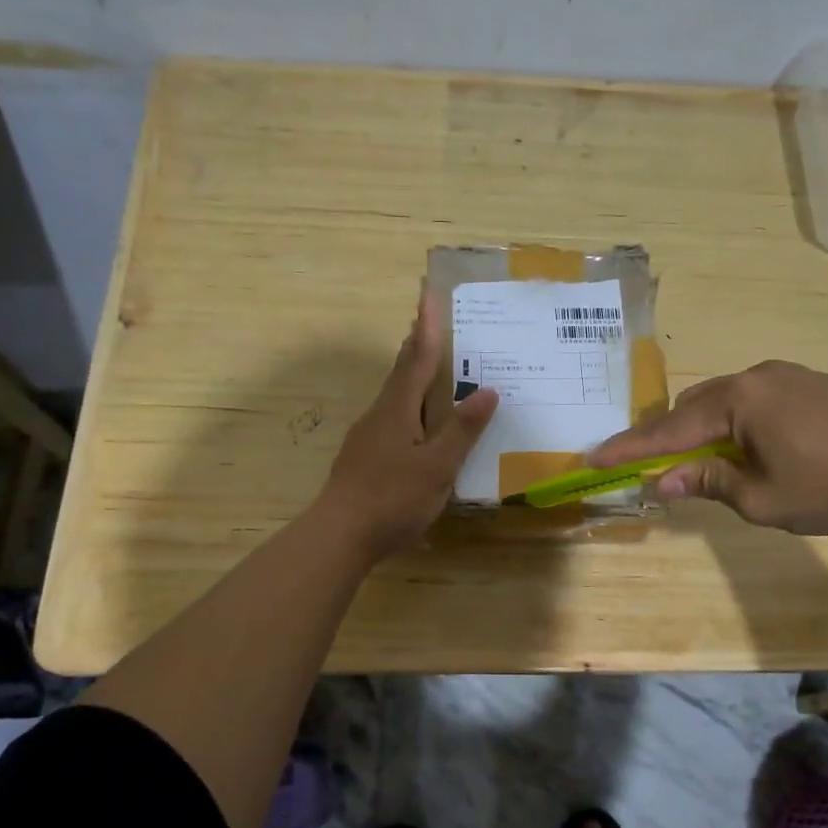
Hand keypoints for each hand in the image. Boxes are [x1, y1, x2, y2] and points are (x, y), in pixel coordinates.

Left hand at [316, 296, 499, 560]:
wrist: (339, 535)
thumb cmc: (392, 498)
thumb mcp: (438, 466)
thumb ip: (462, 430)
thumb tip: (488, 390)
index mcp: (398, 408)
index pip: (417, 356)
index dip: (427, 326)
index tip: (429, 293)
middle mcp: (380, 414)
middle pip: (401, 370)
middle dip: (417, 343)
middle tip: (431, 320)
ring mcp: (368, 435)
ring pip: (396, 395)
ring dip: (413, 373)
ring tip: (433, 366)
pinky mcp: (365, 456)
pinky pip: (394, 417)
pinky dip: (411, 405)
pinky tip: (420, 422)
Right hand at [588, 361, 827, 535]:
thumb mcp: (761, 498)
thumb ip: (708, 482)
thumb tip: (662, 480)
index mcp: (737, 401)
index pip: (668, 429)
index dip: (630, 448)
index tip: (594, 459)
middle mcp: (755, 376)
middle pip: (693, 406)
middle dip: (667, 436)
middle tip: (649, 464)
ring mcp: (786, 375)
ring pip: (724, 399)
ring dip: (703, 427)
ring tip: (699, 459)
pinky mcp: (810, 382)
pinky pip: (754, 397)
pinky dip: (735, 420)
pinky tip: (748, 444)